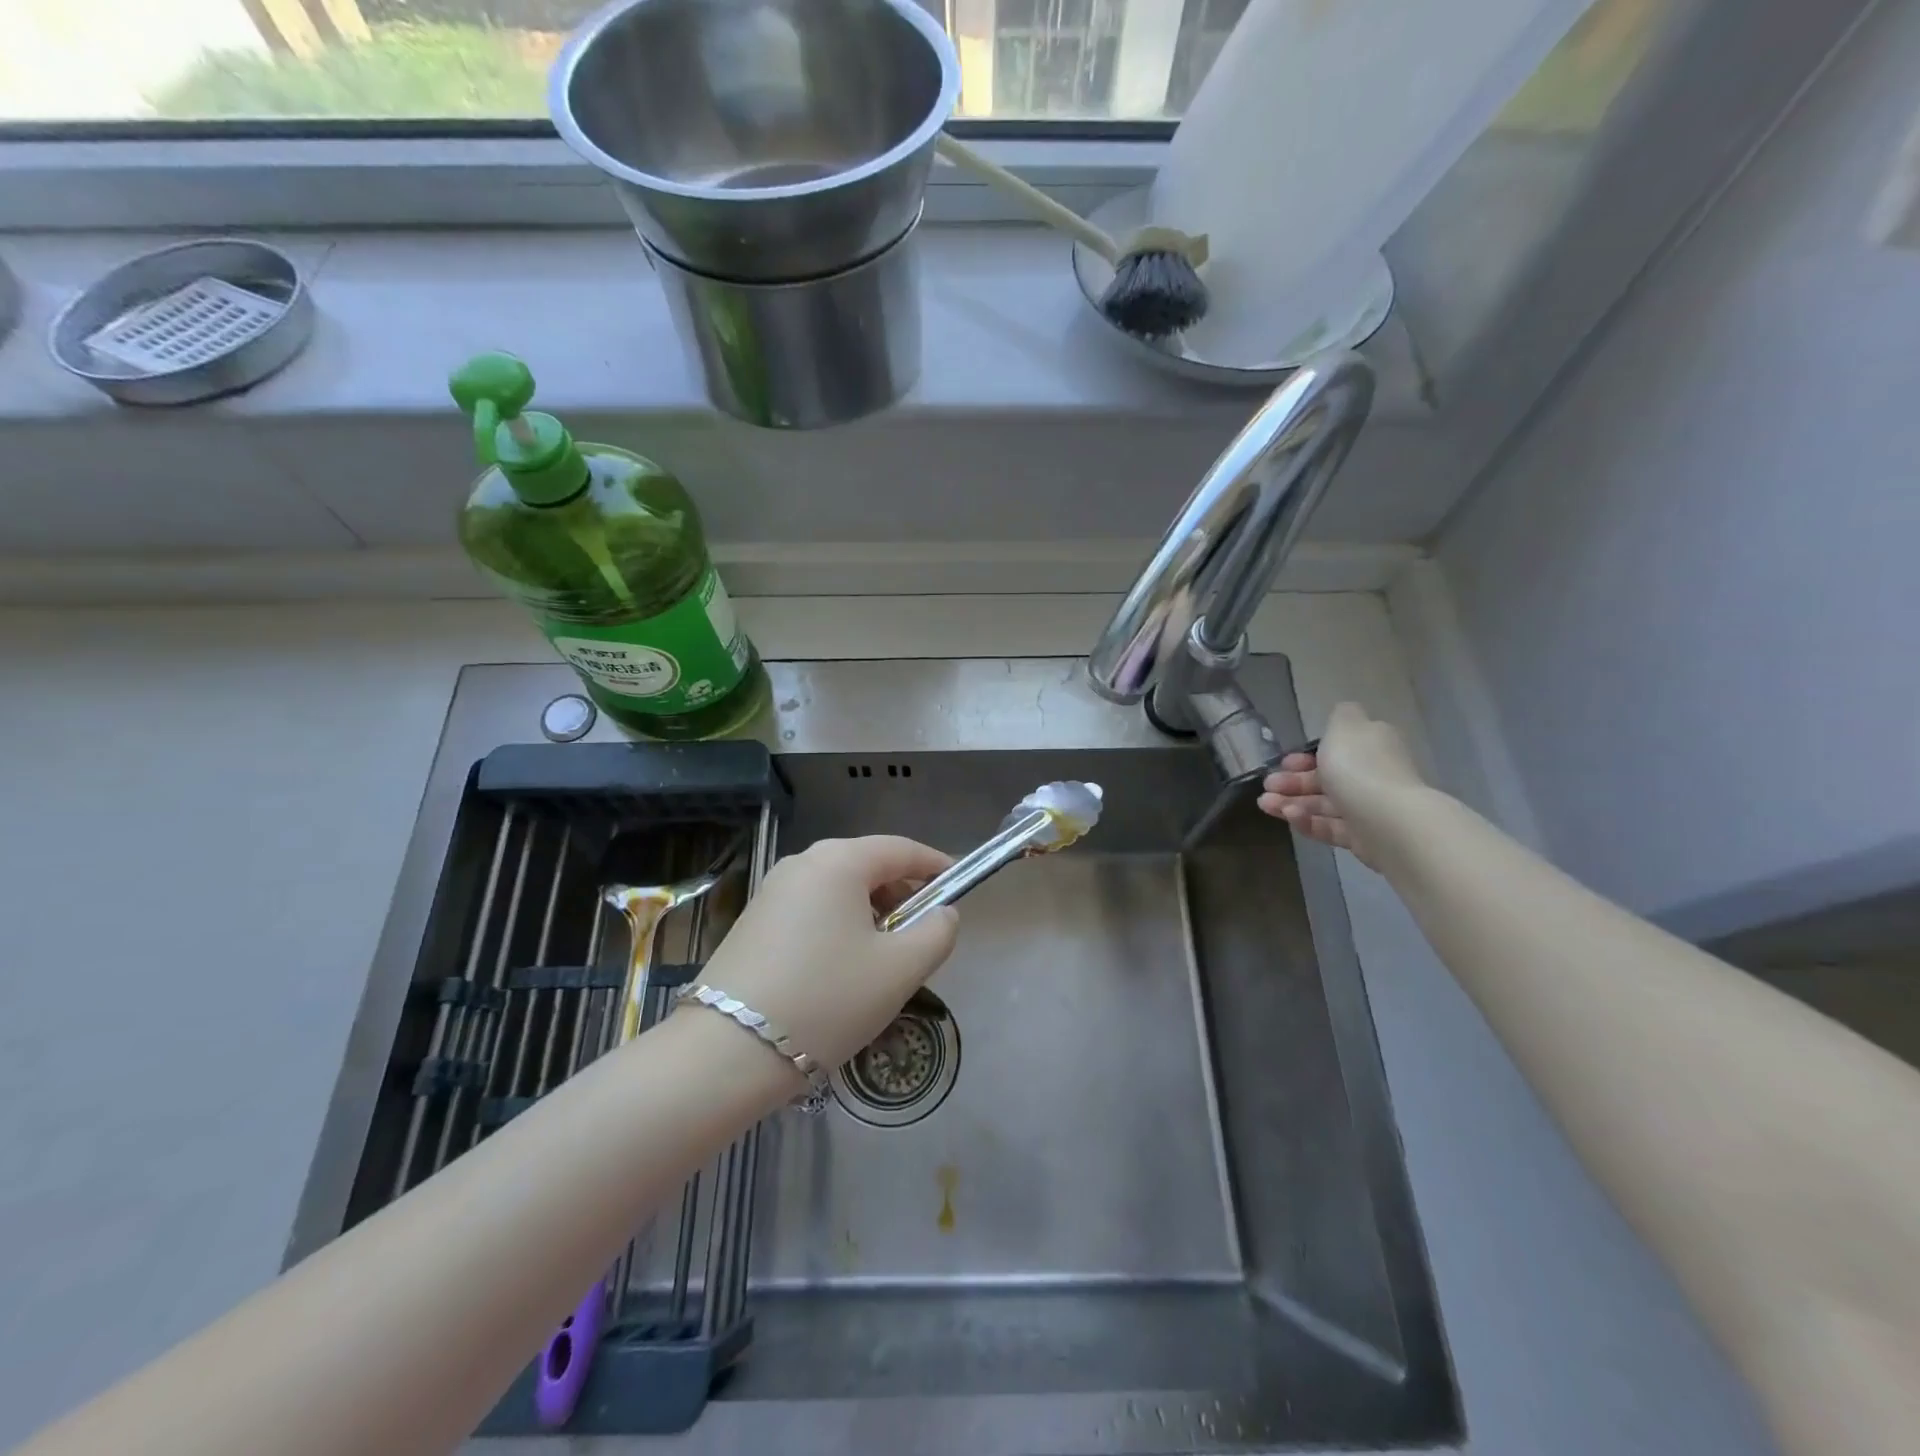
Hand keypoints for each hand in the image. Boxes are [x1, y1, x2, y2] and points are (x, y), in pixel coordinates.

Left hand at [694, 836, 958, 1073]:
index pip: (901, 849)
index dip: (935, 864)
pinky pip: (812, 909)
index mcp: (839, 861)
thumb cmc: (827, 1000)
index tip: (960, 885)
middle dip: (902, 894)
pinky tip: (842, 968)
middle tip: (923, 933)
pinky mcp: (753, 920)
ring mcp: (772, 891)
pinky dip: (839, 925)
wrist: (727, 1052)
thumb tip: (942, 914)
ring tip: (885, 958)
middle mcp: (802, 863)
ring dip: (870, 913)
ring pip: (839, 890)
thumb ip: (936, 933)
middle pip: (868, 866)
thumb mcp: (900, 970)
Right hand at [1256, 702, 1425, 868]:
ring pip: (1324, 805)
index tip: (1283, 762)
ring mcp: (1368, 809)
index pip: (1337, 750)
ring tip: (1266, 805)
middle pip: (1327, 778)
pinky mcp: (1363, 838)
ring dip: (1292, 803)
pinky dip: (1308, 822)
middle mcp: (1372, 776)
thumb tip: (1342, 716)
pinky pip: (1331, 828)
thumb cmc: (1360, 768)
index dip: (1306, 756)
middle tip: (1268, 786)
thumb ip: (1339, 717)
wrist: (1390, 821)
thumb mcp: (1344, 727)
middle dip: (1293, 781)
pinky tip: (1290, 817)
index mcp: (1371, 747)